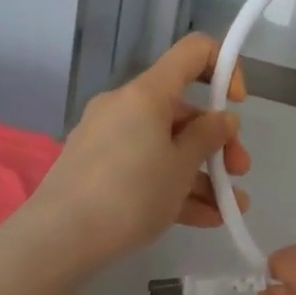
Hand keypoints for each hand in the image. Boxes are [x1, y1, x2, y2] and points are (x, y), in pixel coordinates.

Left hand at [31, 35, 249, 268]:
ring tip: (229, 208)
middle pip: (184, 110)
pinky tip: (204, 218)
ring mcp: (108, 139)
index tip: (237, 104)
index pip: (193, 52)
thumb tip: (223, 119)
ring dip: (202, 173)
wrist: (56, 242)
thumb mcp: (181, 166)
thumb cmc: (129, 194)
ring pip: (167, 146)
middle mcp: (126, 106)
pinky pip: (146, 168)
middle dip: (217, 142)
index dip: (224, 67)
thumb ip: (208, 137)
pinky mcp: (97, 170)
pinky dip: (174, 187)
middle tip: (239, 172)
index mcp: (147, 93)